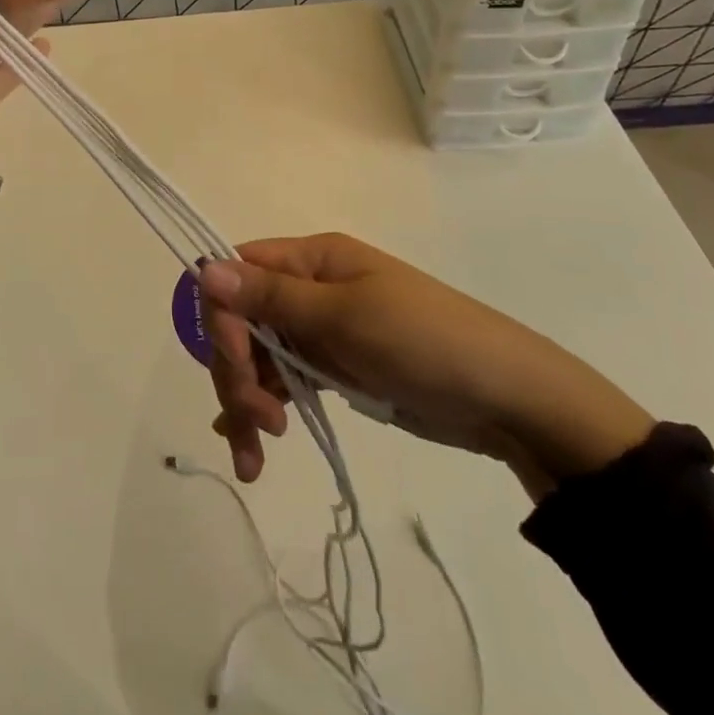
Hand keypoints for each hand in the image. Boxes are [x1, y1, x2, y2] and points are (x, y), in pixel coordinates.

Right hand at [196, 233, 654, 497]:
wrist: (509, 399)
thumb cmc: (427, 342)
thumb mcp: (347, 318)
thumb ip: (272, 298)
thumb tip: (205, 268)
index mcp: (313, 258)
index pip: (238, 273)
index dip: (224, 317)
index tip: (237, 365)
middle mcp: (309, 289)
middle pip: (242, 321)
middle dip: (236, 371)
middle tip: (259, 423)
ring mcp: (321, 331)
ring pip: (257, 356)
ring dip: (246, 400)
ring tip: (255, 455)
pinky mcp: (334, 369)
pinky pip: (282, 382)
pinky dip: (264, 410)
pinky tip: (253, 446)